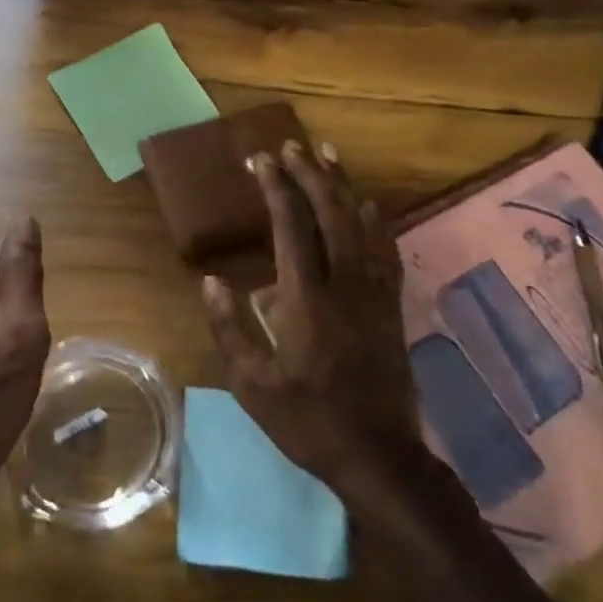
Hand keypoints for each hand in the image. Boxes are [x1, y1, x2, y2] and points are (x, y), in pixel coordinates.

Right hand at [200, 140, 419, 490]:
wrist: (378, 455)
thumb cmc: (308, 421)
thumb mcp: (253, 385)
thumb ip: (230, 329)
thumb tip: (211, 281)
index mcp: (306, 299)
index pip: (292, 225)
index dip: (276, 187)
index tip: (260, 159)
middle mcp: (344, 284)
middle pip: (330, 213)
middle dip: (309, 173)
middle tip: (291, 145)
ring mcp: (374, 293)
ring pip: (361, 223)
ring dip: (343, 185)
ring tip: (329, 153)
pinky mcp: (391, 306)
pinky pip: (386, 250)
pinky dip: (375, 219)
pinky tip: (368, 203)